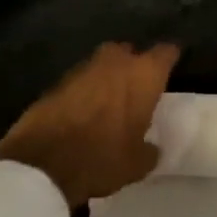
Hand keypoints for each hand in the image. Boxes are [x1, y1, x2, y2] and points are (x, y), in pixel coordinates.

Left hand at [0, 42, 179, 208]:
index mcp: (143, 75)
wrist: (42, 162)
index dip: (170, 57)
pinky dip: (85, 91)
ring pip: (102, 64)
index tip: (174, 64)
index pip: (165, 53)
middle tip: (138, 86)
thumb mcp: (137, 164)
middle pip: (129, 52)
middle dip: (134, 64)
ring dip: (107, 77)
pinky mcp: (56, 81)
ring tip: (111, 101)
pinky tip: (85, 111)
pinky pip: (80, 81)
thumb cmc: (102, 158)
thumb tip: (151, 148)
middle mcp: (114, 62)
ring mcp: (82, 69)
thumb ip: (149, 150)